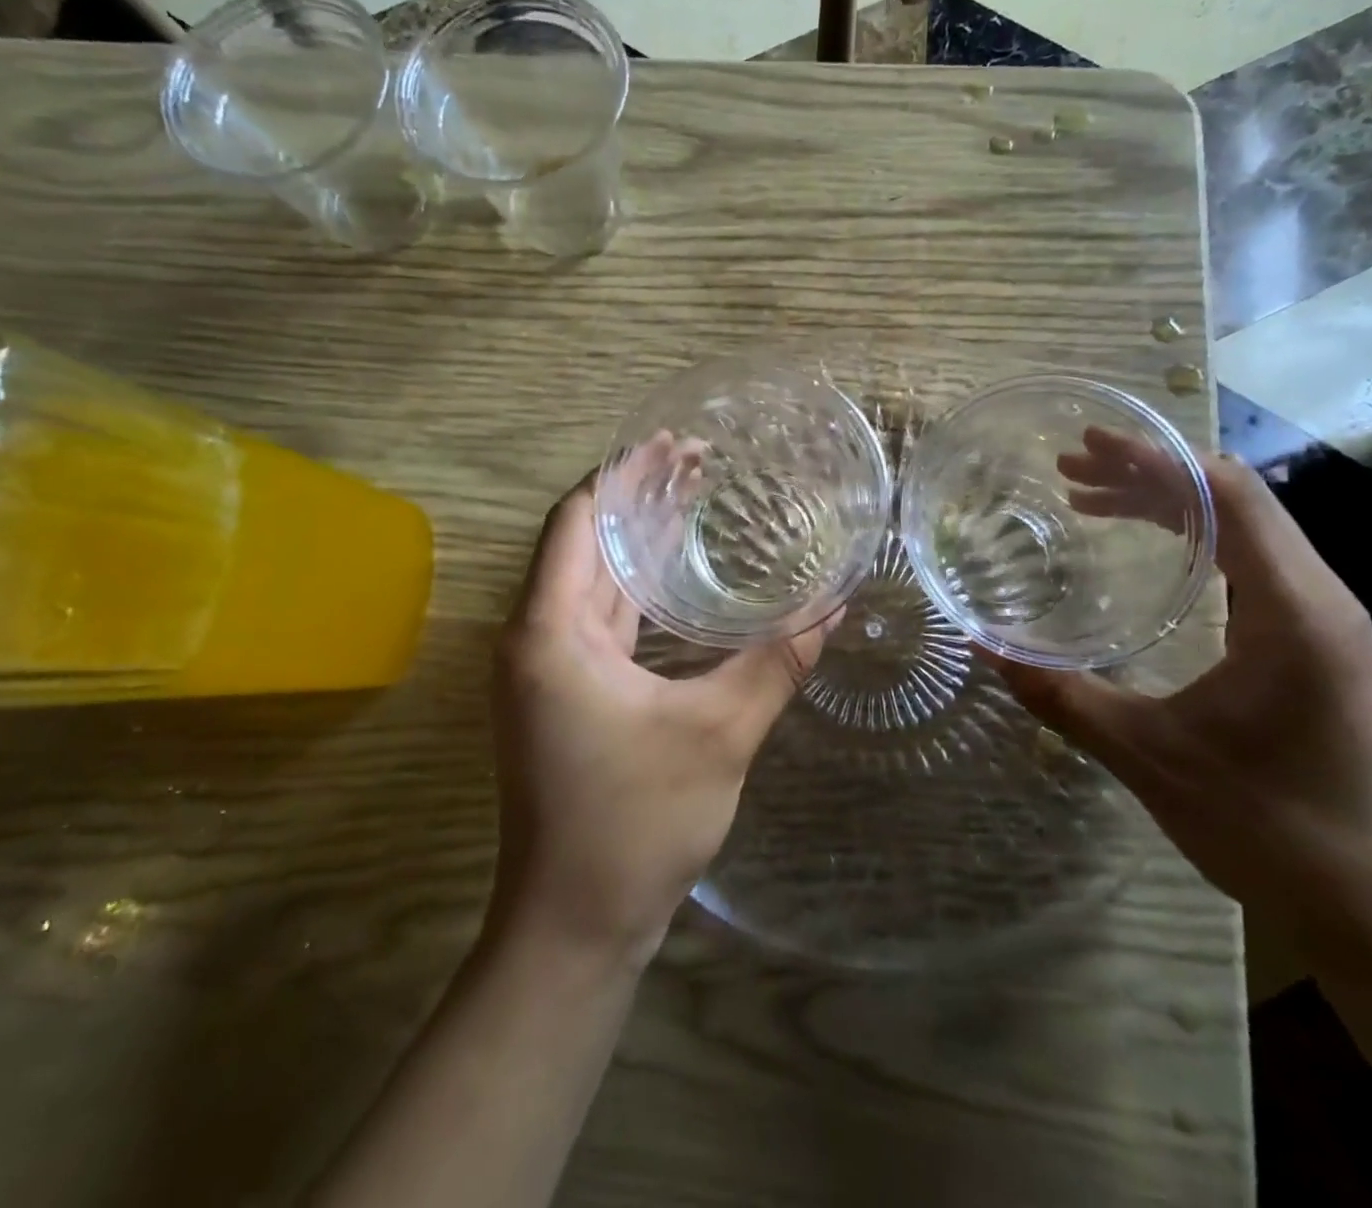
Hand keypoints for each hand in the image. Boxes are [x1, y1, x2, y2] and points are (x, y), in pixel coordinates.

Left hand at [490, 479, 829, 964]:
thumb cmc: (634, 824)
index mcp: (549, 632)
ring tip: (694, 500)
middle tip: (697, 461)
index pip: (577, 520)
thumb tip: (835, 605)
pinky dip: (637, 589)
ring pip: (592, 581)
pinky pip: (600, 619)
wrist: (574, 927)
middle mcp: (535, 639)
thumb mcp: (718, 734)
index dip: (622, 475)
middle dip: (636, 498)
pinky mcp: (565, 695)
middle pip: (585, 543)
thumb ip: (775, 662)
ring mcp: (546, 670)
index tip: (672, 444)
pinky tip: (680, 579)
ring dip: (638, 542)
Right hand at [999, 436, 1371, 947]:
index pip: (1230, 495)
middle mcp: (1319, 598)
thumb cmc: (1266, 827)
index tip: (1088, 445)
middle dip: (1149, 473)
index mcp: (1292, 610)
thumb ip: (1060, 694)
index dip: (1155, 459)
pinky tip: (1146, 549)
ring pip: (1244, 527)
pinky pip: (1250, 561)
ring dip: (1168, 502)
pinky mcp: (1314, 642)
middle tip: (1070, 470)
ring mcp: (1322, 620)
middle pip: (1235, 498)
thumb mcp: (1146, 754)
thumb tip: (983, 647)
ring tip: (1090, 499)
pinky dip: (1191, 538)